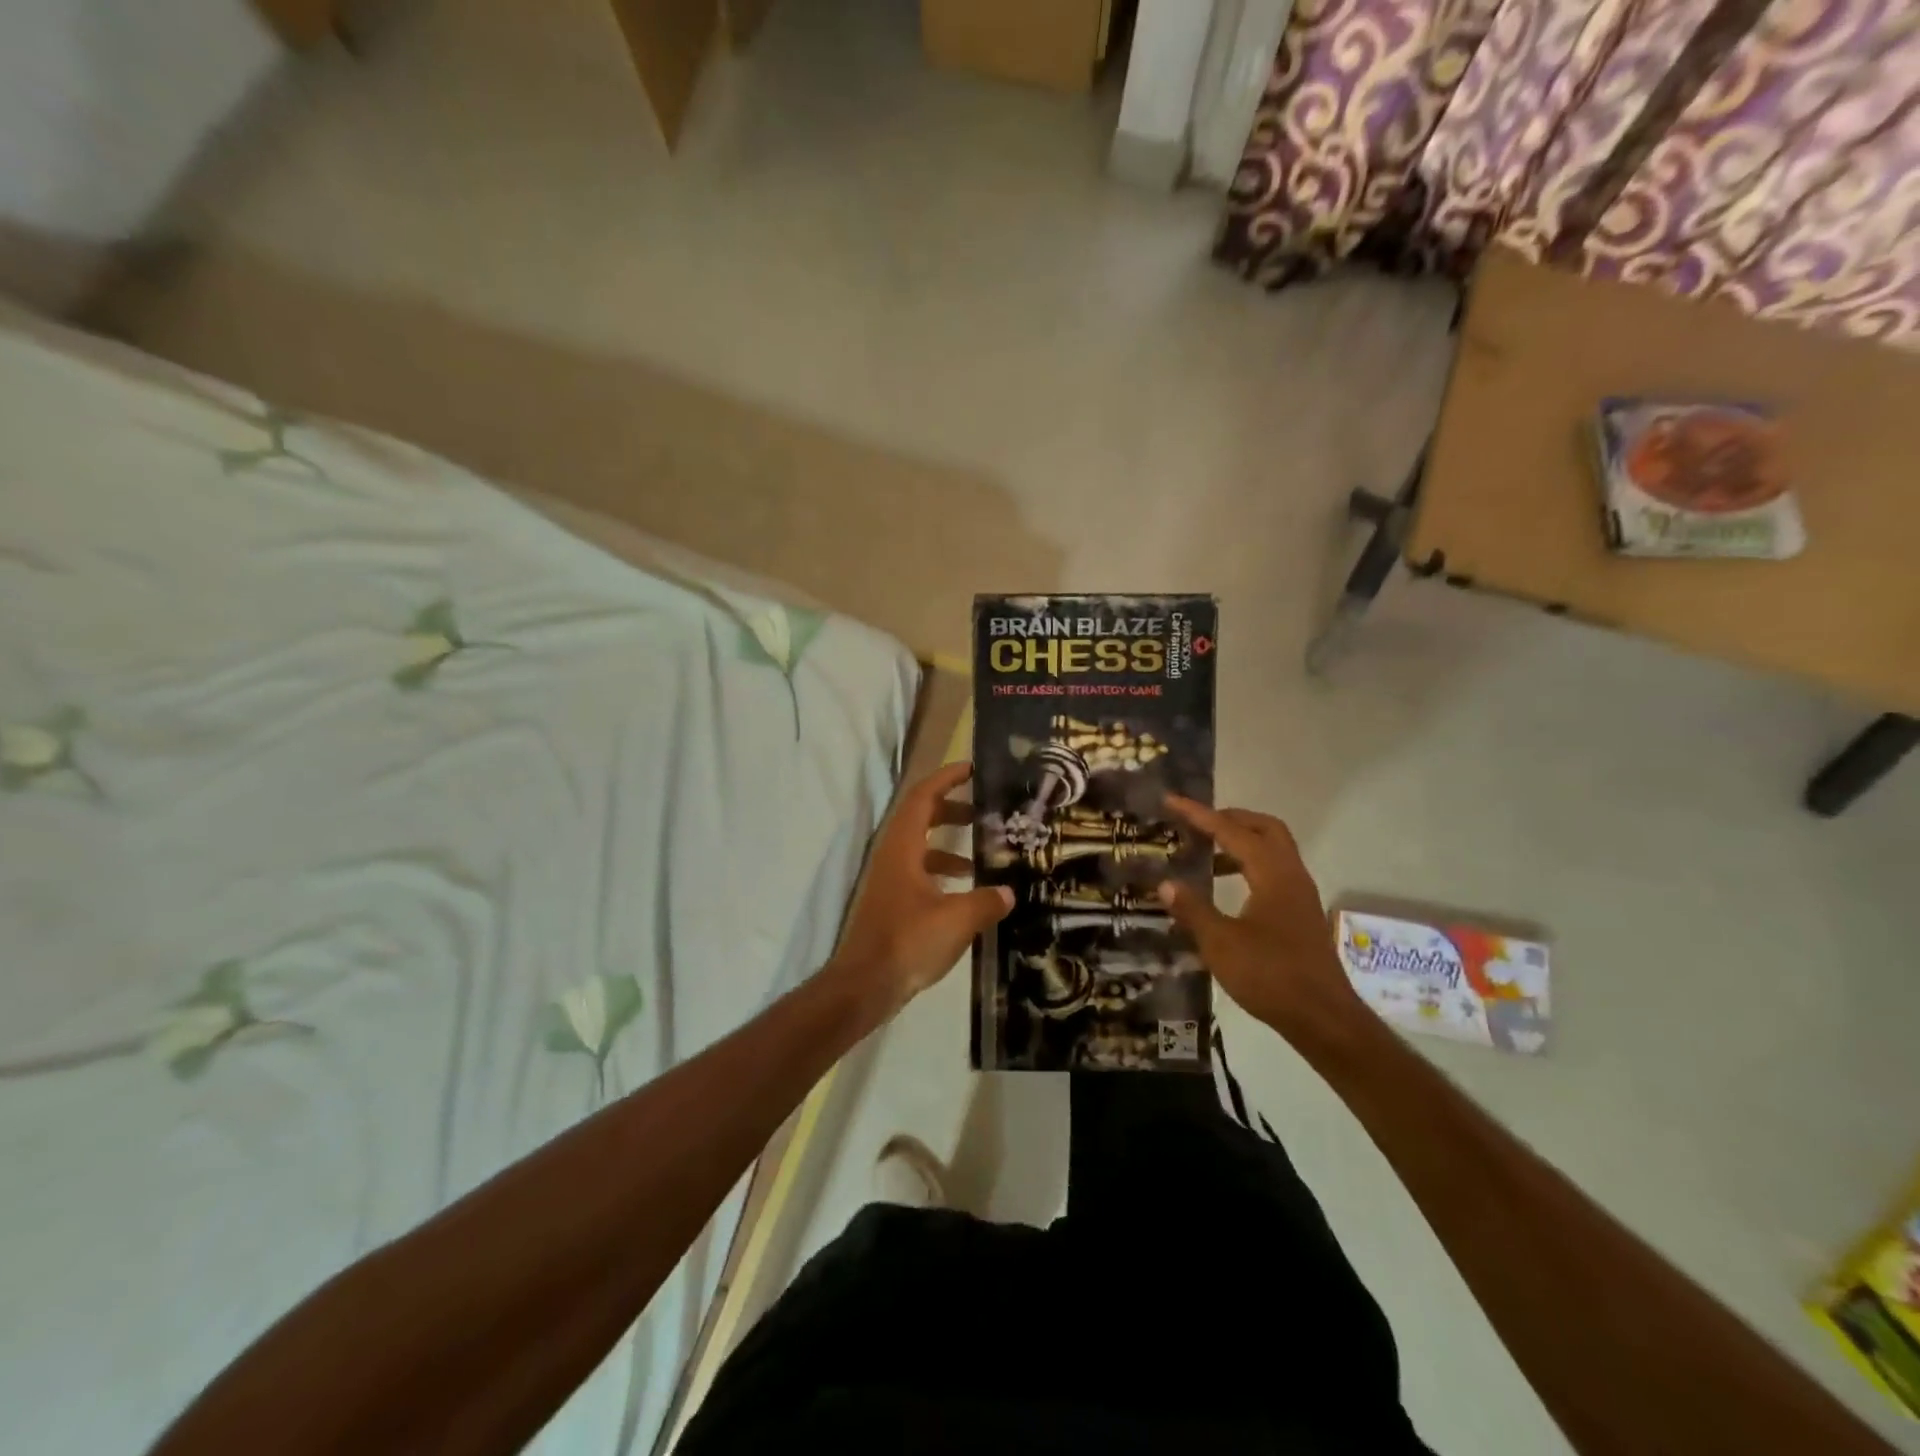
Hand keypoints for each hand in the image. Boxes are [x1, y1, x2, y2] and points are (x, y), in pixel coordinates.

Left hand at [828, 762, 1012, 1015]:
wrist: (864, 986)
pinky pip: (920, 873)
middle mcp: (892, 856)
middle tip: (986, 811)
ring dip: (950, 844)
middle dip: (953, 809)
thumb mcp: (956, 920)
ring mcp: (889, 880)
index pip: (923, 797)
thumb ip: (985, 901)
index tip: (973, 768)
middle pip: (921, 817)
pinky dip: (943, 872)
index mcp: (902, 847)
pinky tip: (967, 892)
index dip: (946, 778)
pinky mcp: (892, 903)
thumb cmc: (907, 942)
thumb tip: (1008, 892)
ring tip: (984, 855)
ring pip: (921, 847)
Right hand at [1158, 797, 1363, 1045]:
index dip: (1200, 815)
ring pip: (1273, 850)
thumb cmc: (1270, 976)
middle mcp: (1291, 875)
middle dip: (1229, 819)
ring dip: (1240, 842)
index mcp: (1272, 874)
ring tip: (1205, 855)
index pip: (1232, 831)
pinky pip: (1274, 871)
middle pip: (1264, 828)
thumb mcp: (1220, 944)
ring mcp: (1300, 894)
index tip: (1172, 801)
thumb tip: (1165, 882)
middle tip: (1196, 823)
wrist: (1323, 1018)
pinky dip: (1249, 865)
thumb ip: (1192, 909)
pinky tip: (1226, 889)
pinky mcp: (1300, 913)